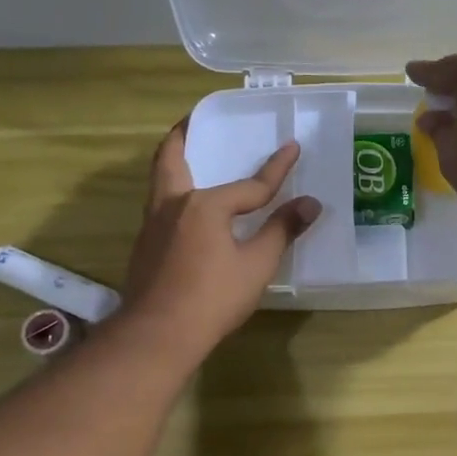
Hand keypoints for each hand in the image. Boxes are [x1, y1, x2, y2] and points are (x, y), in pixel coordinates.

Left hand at [122, 121, 321, 352]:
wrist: (158, 335)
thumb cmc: (213, 297)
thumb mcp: (256, 264)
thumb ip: (282, 230)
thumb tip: (310, 203)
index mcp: (203, 205)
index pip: (249, 185)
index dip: (276, 169)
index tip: (293, 147)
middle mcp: (172, 205)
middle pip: (172, 159)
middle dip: (183, 136)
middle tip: (193, 120)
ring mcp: (152, 226)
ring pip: (160, 181)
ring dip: (174, 163)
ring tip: (189, 156)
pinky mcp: (145, 247)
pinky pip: (160, 206)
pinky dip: (173, 192)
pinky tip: (188, 209)